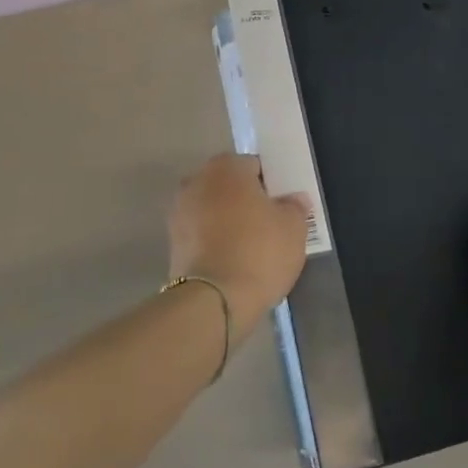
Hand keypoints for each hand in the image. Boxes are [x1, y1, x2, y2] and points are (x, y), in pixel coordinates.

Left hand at [168, 155, 309, 339]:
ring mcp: (179, 211)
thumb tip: (293, 199)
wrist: (214, 301)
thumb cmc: (259, 251)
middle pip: (230, 186)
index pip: (255, 166)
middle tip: (269, 226)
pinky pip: (201, 234)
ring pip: (213, 210)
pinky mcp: (172, 242)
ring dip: (228, 222)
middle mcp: (197, 180)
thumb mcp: (293, 227)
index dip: (271, 186)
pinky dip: (214, 242)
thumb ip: (295, 206)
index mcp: (227, 167)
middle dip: (246, 201)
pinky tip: (232, 262)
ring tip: (250, 248)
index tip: (282, 207)